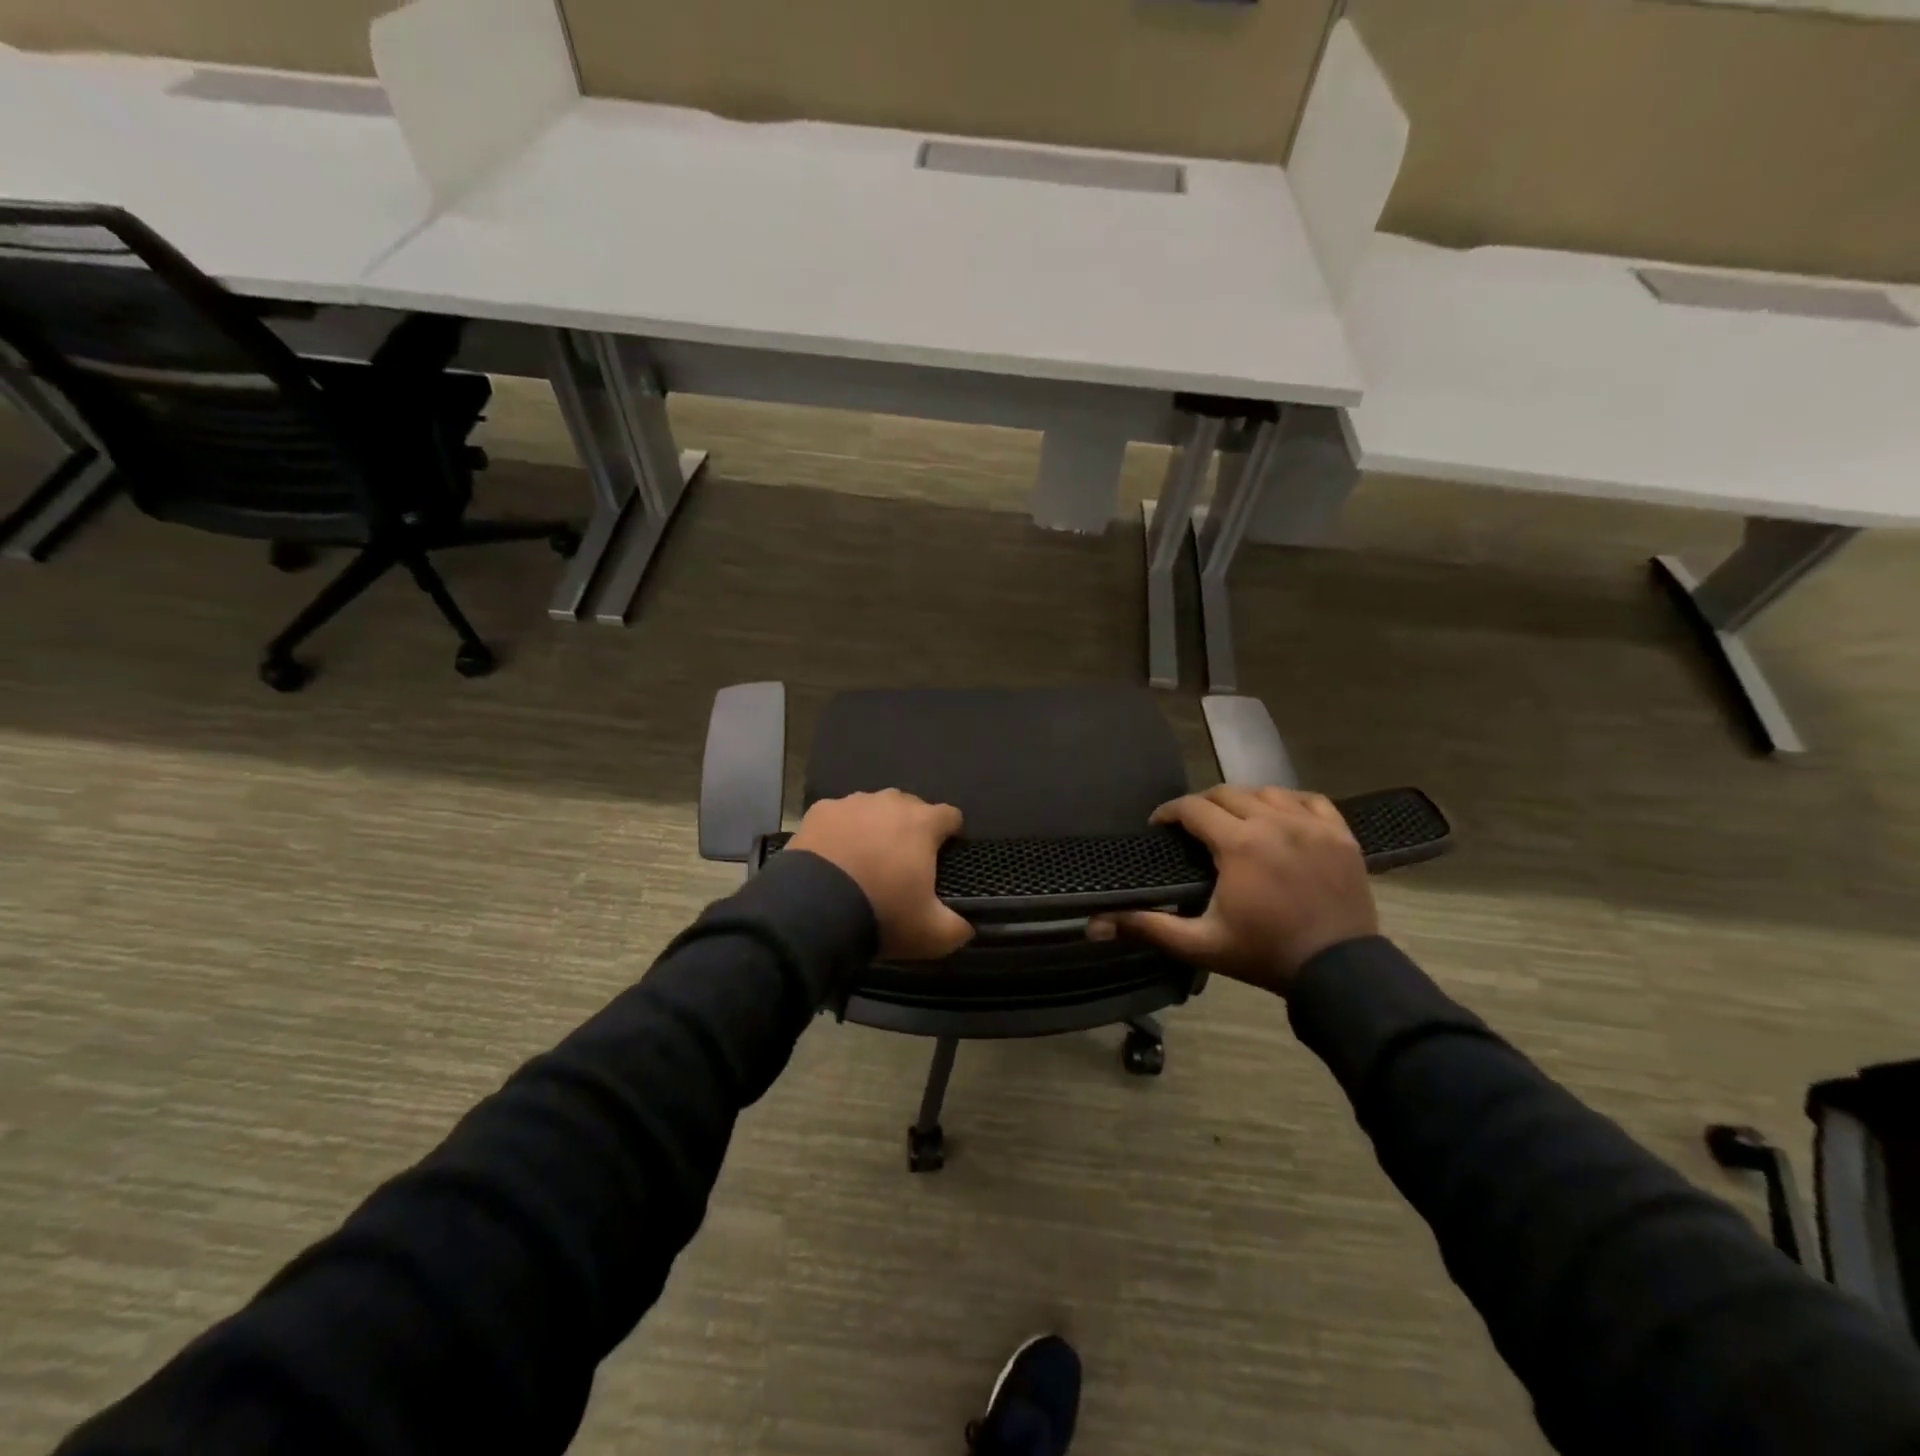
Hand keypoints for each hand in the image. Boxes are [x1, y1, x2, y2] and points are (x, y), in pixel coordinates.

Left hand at [787, 790, 974, 960]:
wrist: (813, 909)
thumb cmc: (882, 913)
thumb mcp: (931, 934)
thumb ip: (957, 928)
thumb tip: (967, 927)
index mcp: (923, 823)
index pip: (950, 815)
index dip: (951, 834)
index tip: (945, 856)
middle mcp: (890, 802)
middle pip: (910, 807)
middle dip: (911, 829)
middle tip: (903, 864)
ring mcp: (851, 803)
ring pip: (873, 809)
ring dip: (875, 827)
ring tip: (865, 859)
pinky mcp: (819, 812)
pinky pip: (839, 816)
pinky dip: (841, 831)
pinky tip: (835, 857)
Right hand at [1090, 786, 1377, 994]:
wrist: (1339, 973)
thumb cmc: (1263, 955)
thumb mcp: (1200, 943)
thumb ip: (1148, 927)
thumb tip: (1095, 924)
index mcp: (1239, 844)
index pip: (1193, 808)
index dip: (1169, 812)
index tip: (1159, 826)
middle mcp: (1275, 822)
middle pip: (1226, 793)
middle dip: (1202, 806)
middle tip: (1192, 829)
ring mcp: (1312, 825)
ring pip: (1266, 791)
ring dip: (1243, 801)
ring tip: (1233, 822)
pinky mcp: (1341, 834)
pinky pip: (1309, 799)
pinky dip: (1288, 802)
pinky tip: (1280, 817)